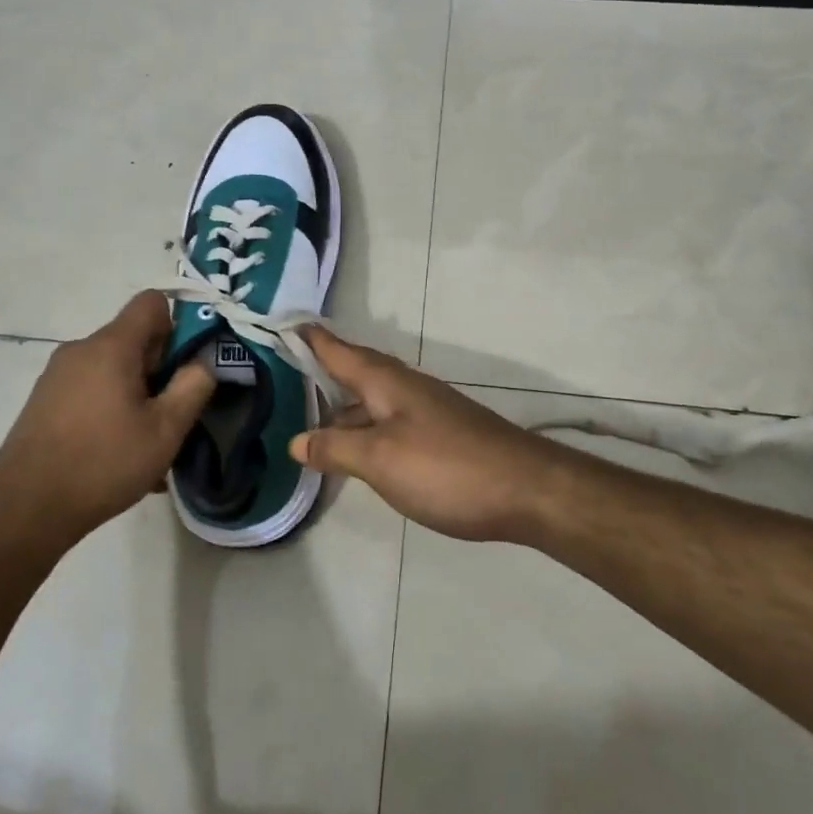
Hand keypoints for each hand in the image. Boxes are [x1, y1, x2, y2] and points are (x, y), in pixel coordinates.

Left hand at [0, 292, 215, 544]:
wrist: (23, 511)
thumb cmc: (103, 464)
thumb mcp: (165, 429)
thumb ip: (194, 386)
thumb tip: (203, 361)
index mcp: (111, 346)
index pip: (152, 302)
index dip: (178, 324)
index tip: (186, 364)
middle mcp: (80, 349)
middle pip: (133, 338)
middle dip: (160, 368)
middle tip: (172, 413)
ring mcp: (57, 375)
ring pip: (113, 368)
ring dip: (137, 393)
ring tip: (145, 442)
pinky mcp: (43, 401)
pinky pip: (91, 389)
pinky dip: (111, 408)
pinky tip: (117, 453)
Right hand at [288, 327, 555, 541]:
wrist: (526, 490)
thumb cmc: (446, 467)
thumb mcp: (380, 459)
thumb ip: (336, 447)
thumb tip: (296, 440)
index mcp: (387, 382)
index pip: (341, 351)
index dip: (313, 339)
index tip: (286, 324)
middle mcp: (407, 388)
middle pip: (358, 372)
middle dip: (325, 371)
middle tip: (288, 375)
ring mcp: (428, 412)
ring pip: (375, 402)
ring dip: (345, 407)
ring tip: (312, 422)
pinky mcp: (442, 437)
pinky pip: (391, 423)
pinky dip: (366, 430)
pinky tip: (360, 453)